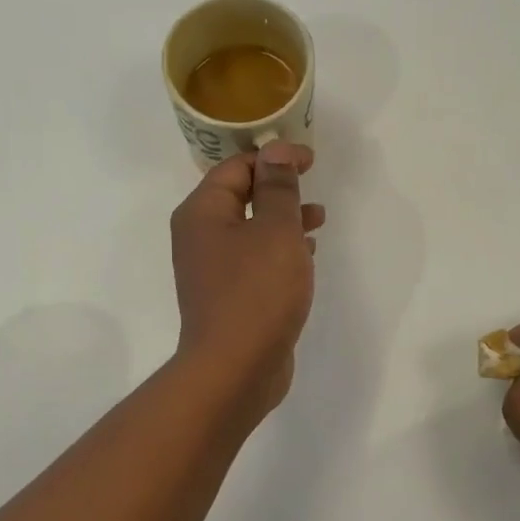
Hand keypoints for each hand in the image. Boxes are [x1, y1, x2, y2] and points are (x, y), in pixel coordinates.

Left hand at [171, 142, 324, 418]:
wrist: (235, 369)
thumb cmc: (256, 292)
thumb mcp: (275, 230)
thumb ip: (278, 188)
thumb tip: (275, 151)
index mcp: (202, 213)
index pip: (236, 168)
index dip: (274, 157)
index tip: (311, 160)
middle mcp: (200, 237)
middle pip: (240, 197)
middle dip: (279, 189)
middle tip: (314, 186)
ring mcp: (213, 271)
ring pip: (251, 230)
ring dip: (283, 220)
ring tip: (319, 219)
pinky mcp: (229, 298)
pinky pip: (255, 261)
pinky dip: (279, 251)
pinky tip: (306, 256)